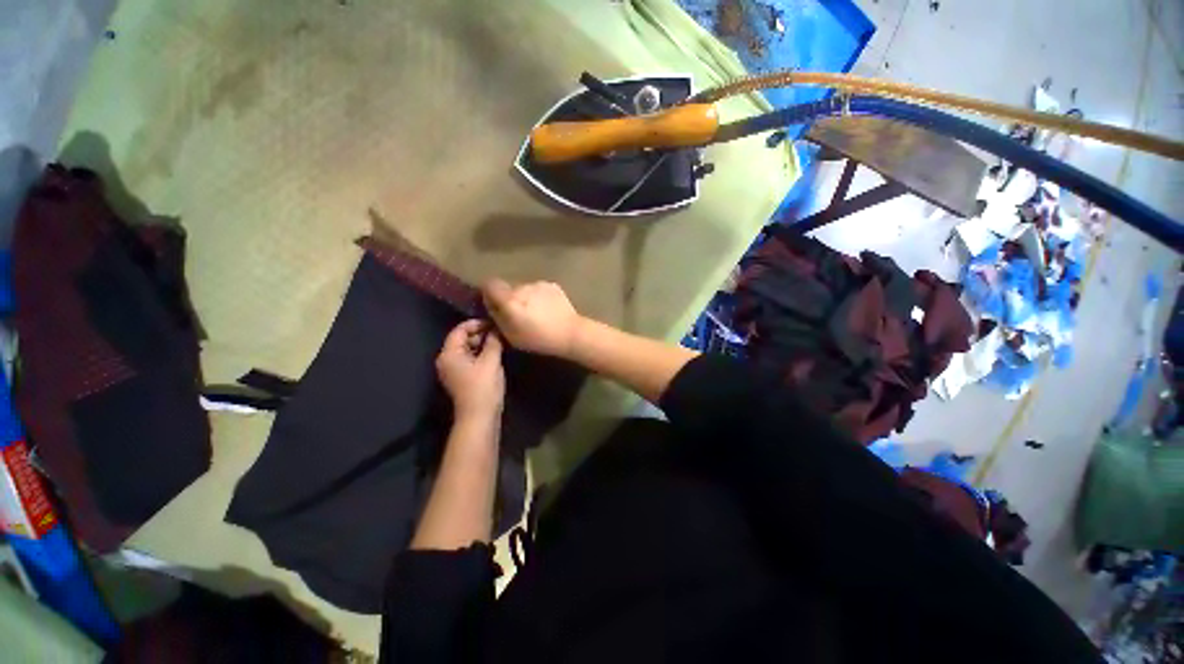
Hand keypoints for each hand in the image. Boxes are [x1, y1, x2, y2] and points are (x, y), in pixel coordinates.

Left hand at [436, 320, 505, 422]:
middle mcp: (447, 360)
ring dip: (482, 344)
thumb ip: (493, 341)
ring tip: (500, 341)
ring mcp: (453, 370)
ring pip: (467, 349)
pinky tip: (495, 354)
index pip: (460, 330)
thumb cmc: (483, 387)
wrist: (479, 417)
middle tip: (499, 332)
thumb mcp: (491, 361)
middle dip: (480, 334)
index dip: (477, 323)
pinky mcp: (461, 378)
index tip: (494, 322)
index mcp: (449, 354)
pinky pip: (470, 359)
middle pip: (462, 339)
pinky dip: (481, 354)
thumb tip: (497, 329)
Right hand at [482, 279, 582, 356]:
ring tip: (536, 313)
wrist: (570, 333)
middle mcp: (522, 287)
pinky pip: (539, 289)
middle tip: (518, 314)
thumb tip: (491, 305)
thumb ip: (497, 317)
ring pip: (525, 289)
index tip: (495, 305)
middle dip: (510, 299)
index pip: (490, 284)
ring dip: (525, 298)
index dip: (489, 293)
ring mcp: (539, 284)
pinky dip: (539, 297)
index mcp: (510, 299)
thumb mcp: (511, 335)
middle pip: (509, 288)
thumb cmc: (539, 339)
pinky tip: (547, 309)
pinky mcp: (552, 285)